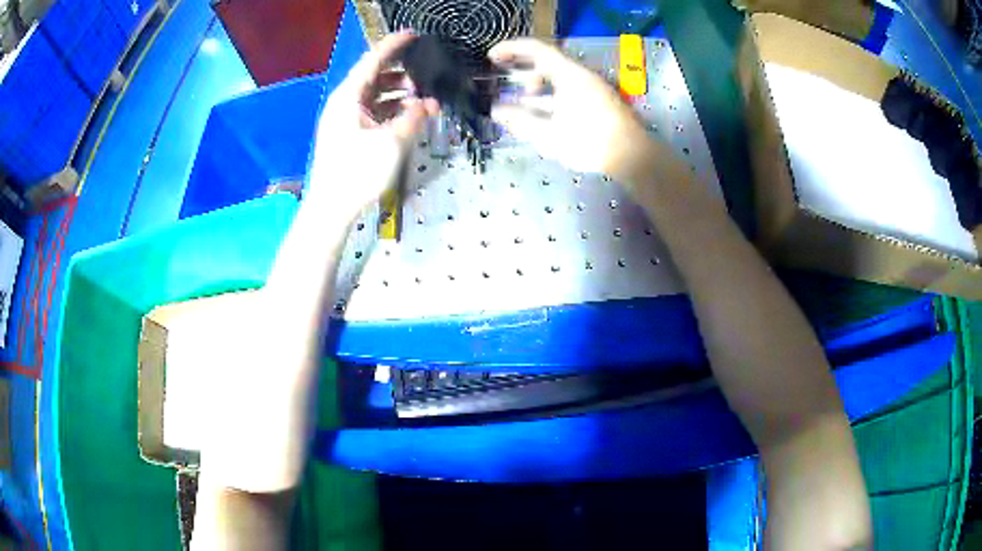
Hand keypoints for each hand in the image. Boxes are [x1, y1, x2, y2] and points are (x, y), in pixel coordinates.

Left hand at [308, 33, 438, 218]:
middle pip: (374, 77)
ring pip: (375, 96)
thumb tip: (427, 104)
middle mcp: (345, 103)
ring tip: (423, 98)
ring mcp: (345, 120)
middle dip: (400, 73)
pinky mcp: (349, 135)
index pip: (373, 61)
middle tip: (425, 72)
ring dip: (398, 95)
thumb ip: (413, 118)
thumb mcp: (391, 143)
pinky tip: (409, 117)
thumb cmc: (357, 172)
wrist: (331, 208)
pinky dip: (391, 111)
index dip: (393, 46)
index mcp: (349, 97)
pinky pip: (373, 113)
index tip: (413, 35)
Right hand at [489, 39, 653, 178]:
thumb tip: (496, 110)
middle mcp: (583, 75)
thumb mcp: (548, 134)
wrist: (633, 157)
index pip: (536, 49)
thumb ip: (520, 120)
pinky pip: (571, 91)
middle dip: (525, 72)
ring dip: (540, 88)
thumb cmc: (590, 142)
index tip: (492, 56)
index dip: (511, 48)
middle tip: (511, 86)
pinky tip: (547, 117)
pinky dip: (554, 97)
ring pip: (560, 79)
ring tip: (526, 104)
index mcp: (569, 75)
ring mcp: (595, 88)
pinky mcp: (602, 102)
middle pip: (549, 63)